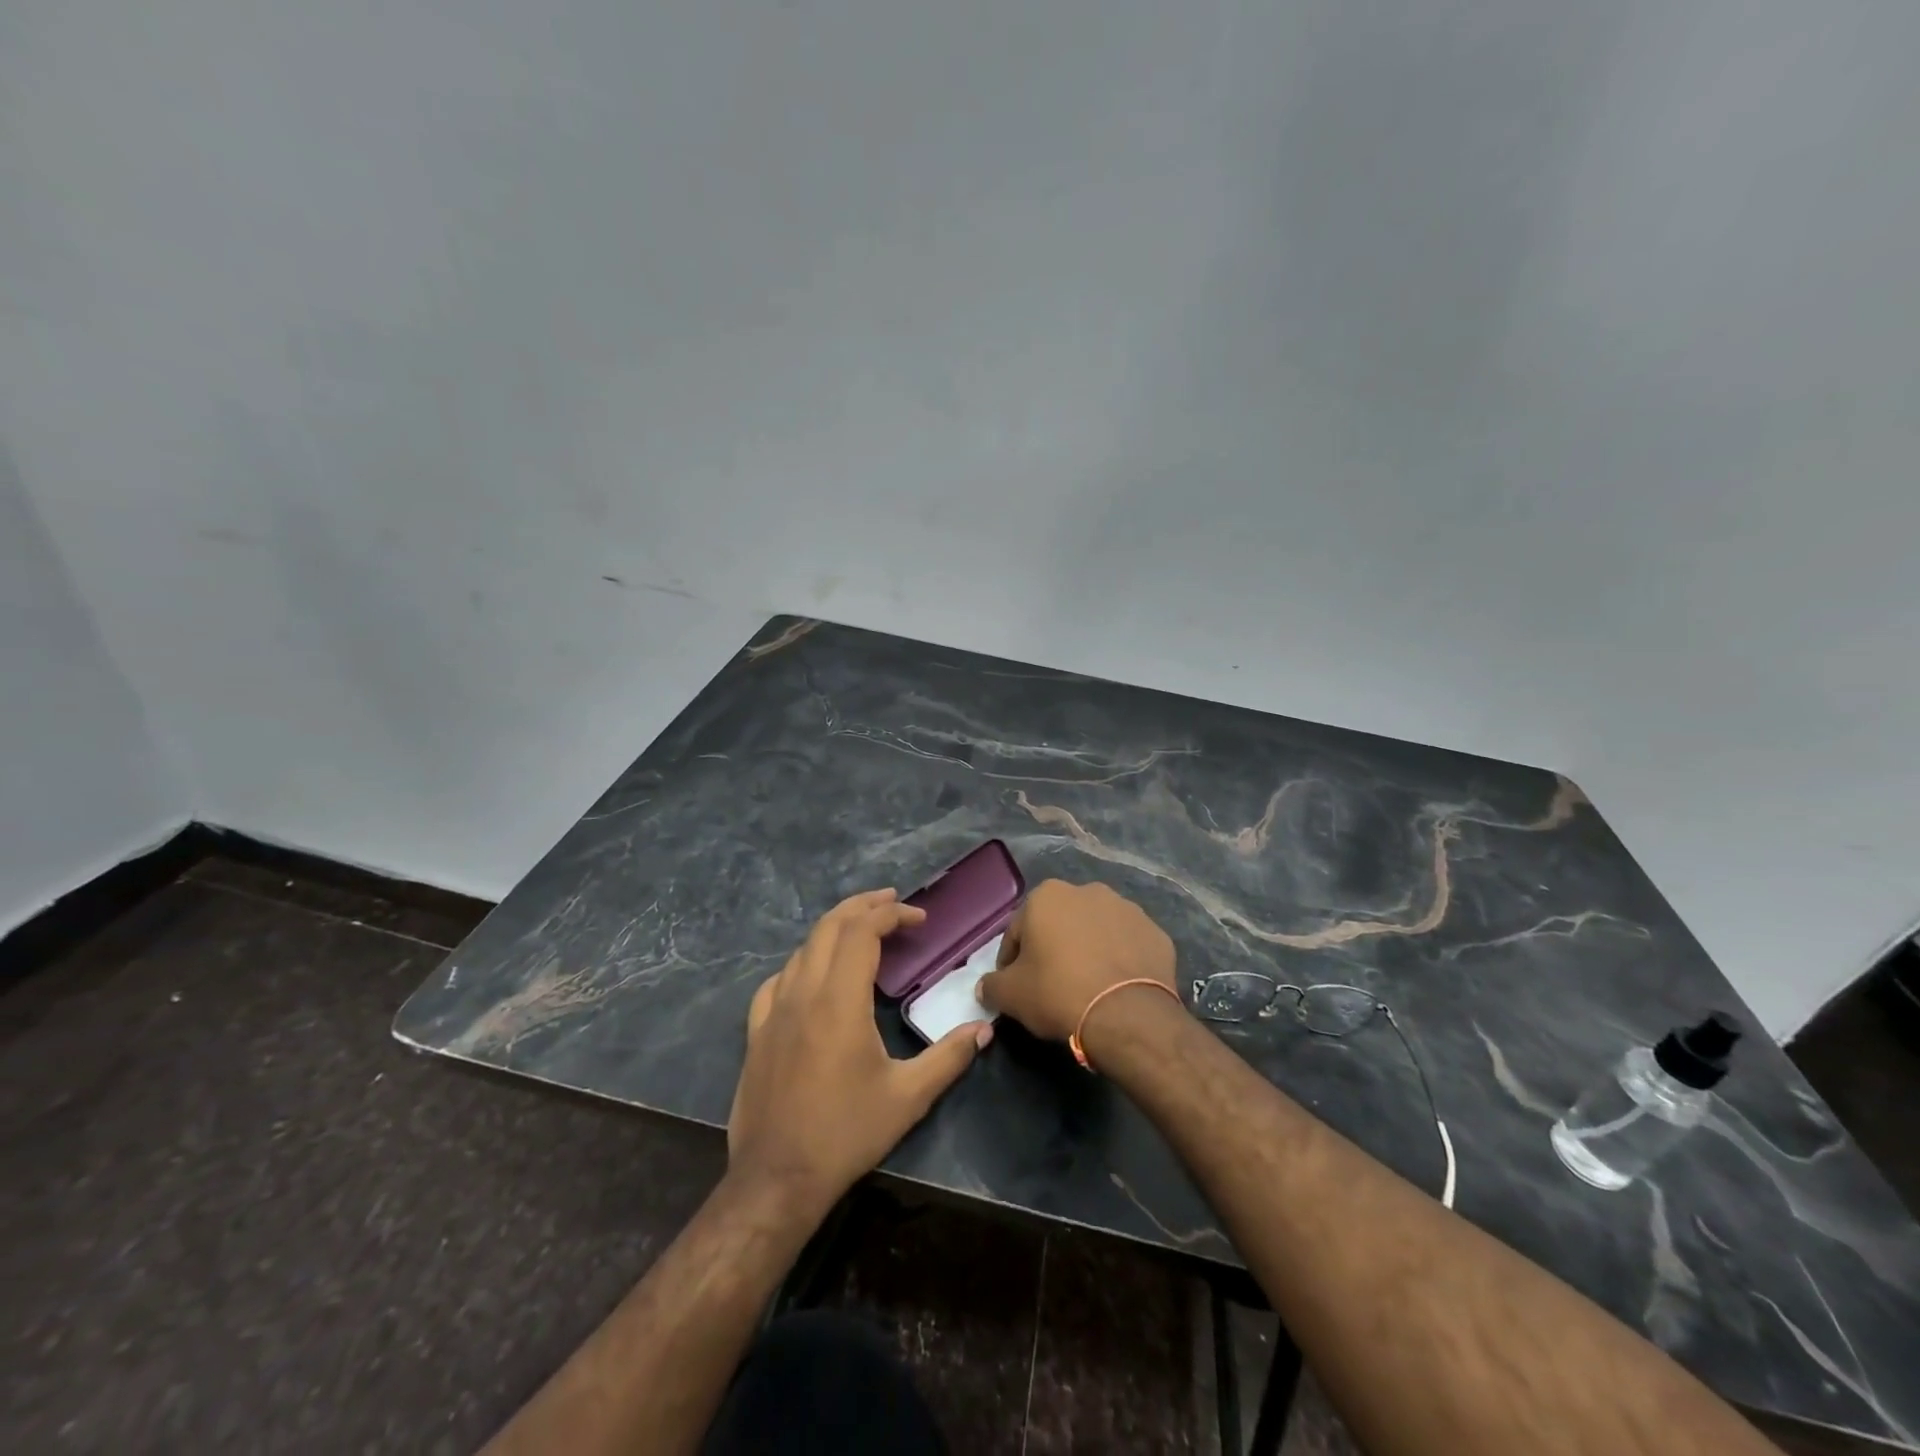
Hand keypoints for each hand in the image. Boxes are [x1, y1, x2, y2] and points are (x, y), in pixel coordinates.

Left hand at [728, 889, 990, 1211]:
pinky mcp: (757, 1032)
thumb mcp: (908, 1097)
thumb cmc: (846, 1133)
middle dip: (862, 906)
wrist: (777, 1179)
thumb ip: (949, 1058)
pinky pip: (778, 980)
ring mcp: (774, 1011)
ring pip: (802, 949)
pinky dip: (802, 963)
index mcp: (840, 1001)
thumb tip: (984, 1029)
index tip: (919, 919)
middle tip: (892, 903)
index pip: (862, 933)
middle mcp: (803, 993)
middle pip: (829, 927)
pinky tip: (812, 975)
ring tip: (861, 932)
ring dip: (834, 930)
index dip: (891, 915)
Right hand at [976, 879, 1177, 1041]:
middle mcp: (1087, 891)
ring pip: (1096, 931)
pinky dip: (1120, 960)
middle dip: (1053, 949)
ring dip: (1088, 950)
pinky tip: (1116, 987)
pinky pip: (1128, 945)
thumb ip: (992, 985)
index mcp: (1047, 896)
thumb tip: (986, 986)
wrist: (1128, 1015)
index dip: (1012, 961)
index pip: (1018, 931)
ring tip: (1087, 986)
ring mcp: (1127, 909)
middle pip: (1059, 924)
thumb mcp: (1011, 995)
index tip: (1016, 986)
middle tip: (1052, 985)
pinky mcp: (1156, 932)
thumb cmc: (1059, 993)